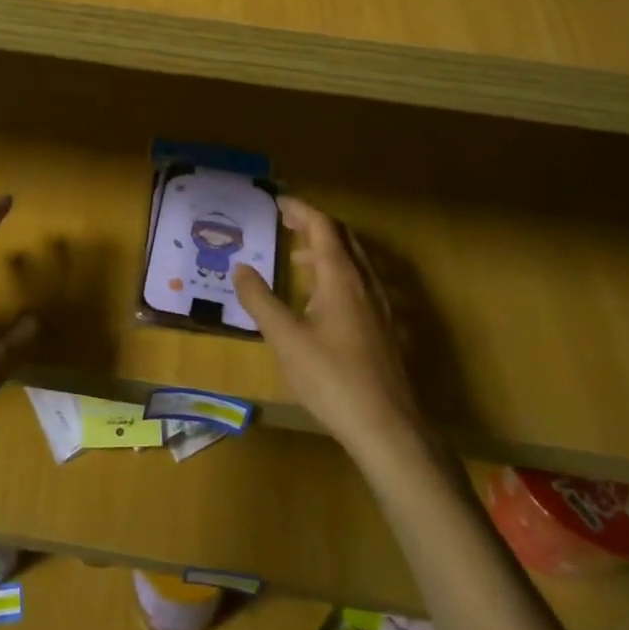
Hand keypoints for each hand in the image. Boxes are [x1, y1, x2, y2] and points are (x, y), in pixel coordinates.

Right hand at [233, 196, 428, 462]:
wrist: (388, 427)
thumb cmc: (332, 377)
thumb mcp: (285, 338)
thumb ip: (260, 299)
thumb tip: (240, 267)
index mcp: (341, 277)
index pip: (322, 226)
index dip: (300, 210)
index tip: (277, 202)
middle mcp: (365, 282)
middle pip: (343, 238)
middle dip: (314, 226)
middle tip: (287, 224)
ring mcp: (382, 306)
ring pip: (355, 262)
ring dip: (327, 251)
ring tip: (298, 260)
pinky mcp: (387, 329)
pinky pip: (362, 284)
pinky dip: (339, 275)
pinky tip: (323, 303)